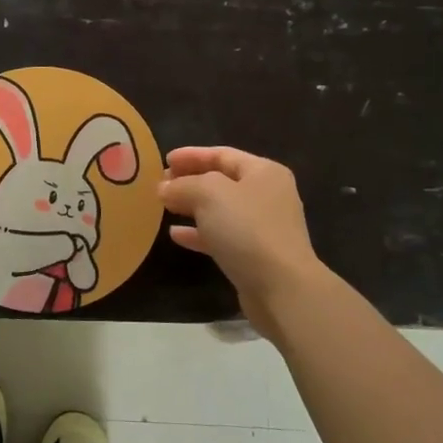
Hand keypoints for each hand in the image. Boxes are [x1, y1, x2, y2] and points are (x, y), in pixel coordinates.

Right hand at [158, 147, 322, 338]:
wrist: (281, 288)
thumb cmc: (247, 228)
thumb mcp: (209, 194)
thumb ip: (183, 185)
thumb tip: (164, 188)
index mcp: (263, 172)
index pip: (222, 154)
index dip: (191, 155)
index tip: (164, 160)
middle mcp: (267, 195)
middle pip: (222, 181)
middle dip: (190, 180)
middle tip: (161, 184)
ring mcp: (263, 227)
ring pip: (221, 210)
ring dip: (192, 207)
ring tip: (165, 206)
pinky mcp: (256, 255)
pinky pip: (222, 236)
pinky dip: (199, 233)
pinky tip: (175, 235)